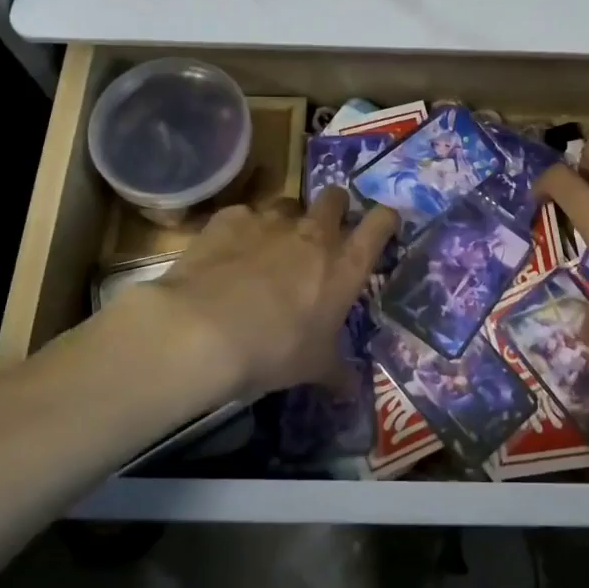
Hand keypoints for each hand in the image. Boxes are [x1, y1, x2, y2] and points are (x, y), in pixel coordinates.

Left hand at [106, 189, 396, 398]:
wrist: (204, 331)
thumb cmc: (275, 350)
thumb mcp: (313, 367)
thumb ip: (337, 372)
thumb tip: (352, 390)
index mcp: (344, 265)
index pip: (380, 224)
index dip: (385, 219)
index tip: (383, 224)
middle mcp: (313, 233)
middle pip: (335, 197)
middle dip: (334, 208)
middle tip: (323, 231)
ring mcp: (270, 221)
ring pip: (287, 204)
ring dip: (286, 221)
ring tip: (270, 247)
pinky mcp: (230, 218)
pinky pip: (243, 215)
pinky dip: (240, 230)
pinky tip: (227, 253)